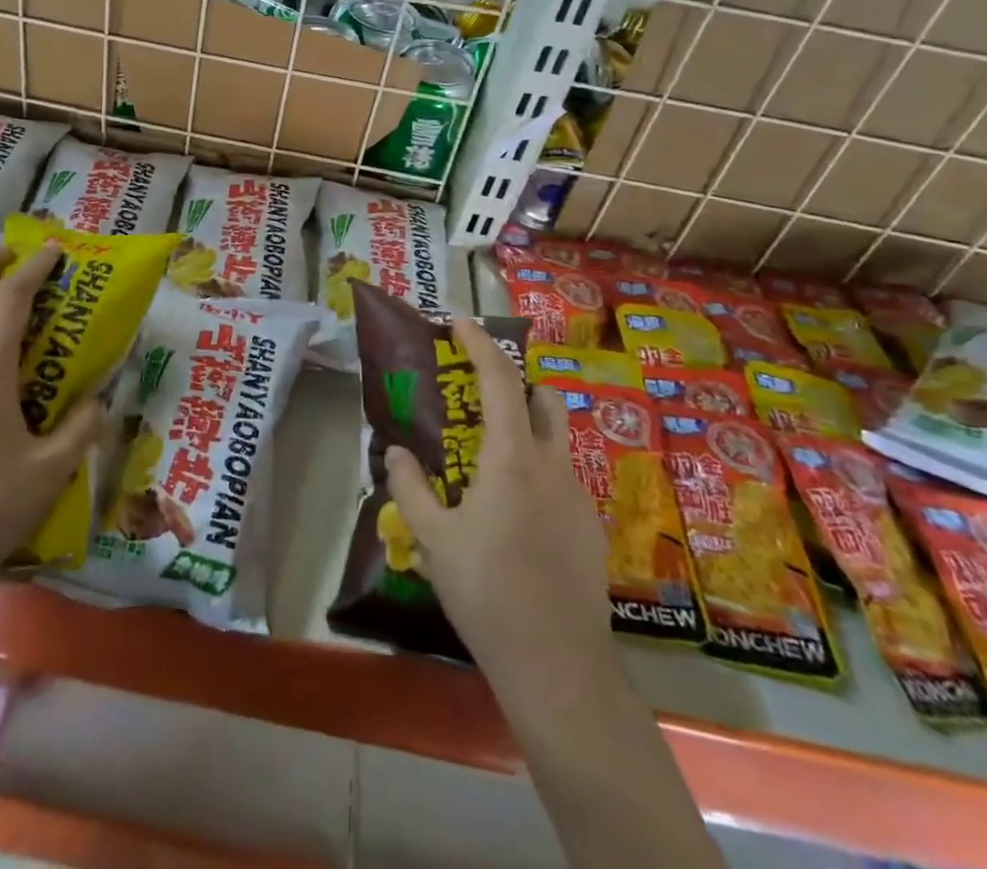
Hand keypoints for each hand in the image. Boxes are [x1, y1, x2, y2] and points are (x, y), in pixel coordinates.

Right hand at [384, 317, 611, 672]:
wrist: (558, 665)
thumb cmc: (487, 592)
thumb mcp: (433, 539)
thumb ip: (410, 486)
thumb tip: (396, 450)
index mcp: (511, 458)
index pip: (499, 379)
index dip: (480, 343)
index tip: (460, 322)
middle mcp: (551, 464)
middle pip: (542, 397)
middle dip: (514, 381)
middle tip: (478, 391)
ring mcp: (577, 496)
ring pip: (555, 437)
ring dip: (527, 425)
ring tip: (491, 453)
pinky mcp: (590, 527)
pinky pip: (562, 478)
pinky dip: (537, 469)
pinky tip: (514, 511)